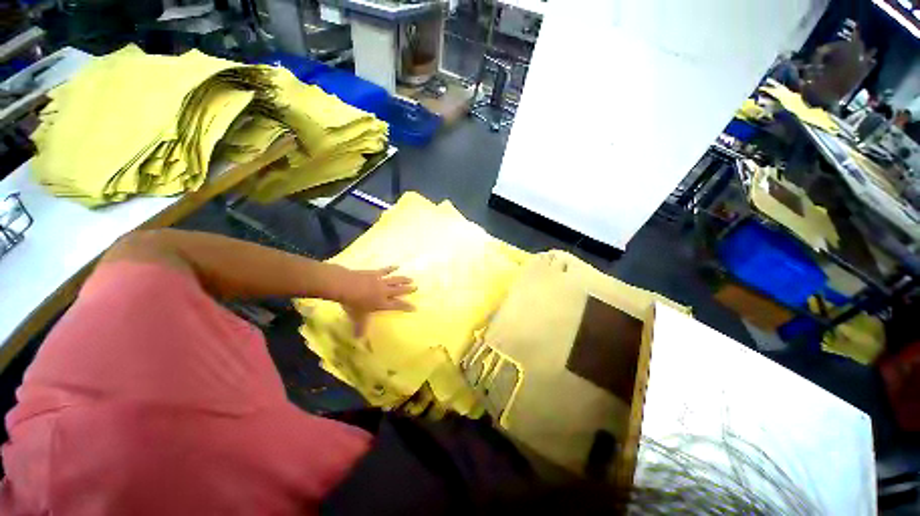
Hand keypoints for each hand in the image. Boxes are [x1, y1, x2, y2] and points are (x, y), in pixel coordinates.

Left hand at [339, 266, 415, 335]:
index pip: (397, 305)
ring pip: (395, 280)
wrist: (346, 286)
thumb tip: (359, 340)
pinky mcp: (376, 273)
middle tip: (416, 288)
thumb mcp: (357, 318)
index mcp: (382, 303)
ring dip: (403, 280)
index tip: (415, 307)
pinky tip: (397, 266)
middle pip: (399, 291)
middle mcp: (384, 292)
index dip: (406, 306)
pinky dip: (391, 268)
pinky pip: (385, 270)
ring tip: (411, 279)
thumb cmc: (353, 303)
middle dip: (408, 290)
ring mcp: (381, 281)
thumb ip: (360, 328)